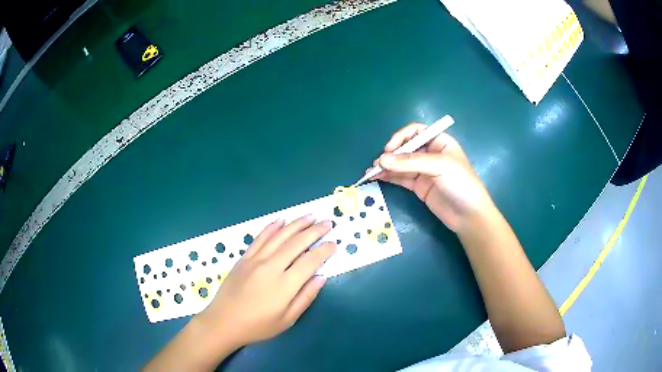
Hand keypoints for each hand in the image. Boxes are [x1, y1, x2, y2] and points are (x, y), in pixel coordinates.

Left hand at [197, 216, 335, 348]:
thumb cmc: (258, 326)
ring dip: (296, 224)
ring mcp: (255, 260)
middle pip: (296, 243)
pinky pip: (260, 238)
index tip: (333, 244)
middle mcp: (271, 267)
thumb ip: (305, 297)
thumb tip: (321, 277)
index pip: (309, 261)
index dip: (323, 251)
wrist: (224, 321)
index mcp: (284, 285)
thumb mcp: (287, 320)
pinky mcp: (244, 258)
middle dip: (314, 231)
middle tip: (328, 223)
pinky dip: (271, 227)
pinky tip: (281, 221)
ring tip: (310, 216)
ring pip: (279, 236)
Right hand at [372, 123, 494, 232]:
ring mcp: (424, 171)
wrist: (469, 215)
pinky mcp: (418, 186)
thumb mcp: (439, 166)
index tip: (389, 149)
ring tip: (371, 172)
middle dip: (390, 154)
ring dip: (386, 167)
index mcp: (439, 142)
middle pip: (405, 148)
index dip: (401, 137)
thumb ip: (410, 163)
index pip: (416, 131)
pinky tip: (376, 178)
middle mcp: (430, 153)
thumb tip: (381, 160)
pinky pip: (400, 178)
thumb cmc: (461, 183)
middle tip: (377, 164)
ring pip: (400, 164)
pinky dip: (388, 177)